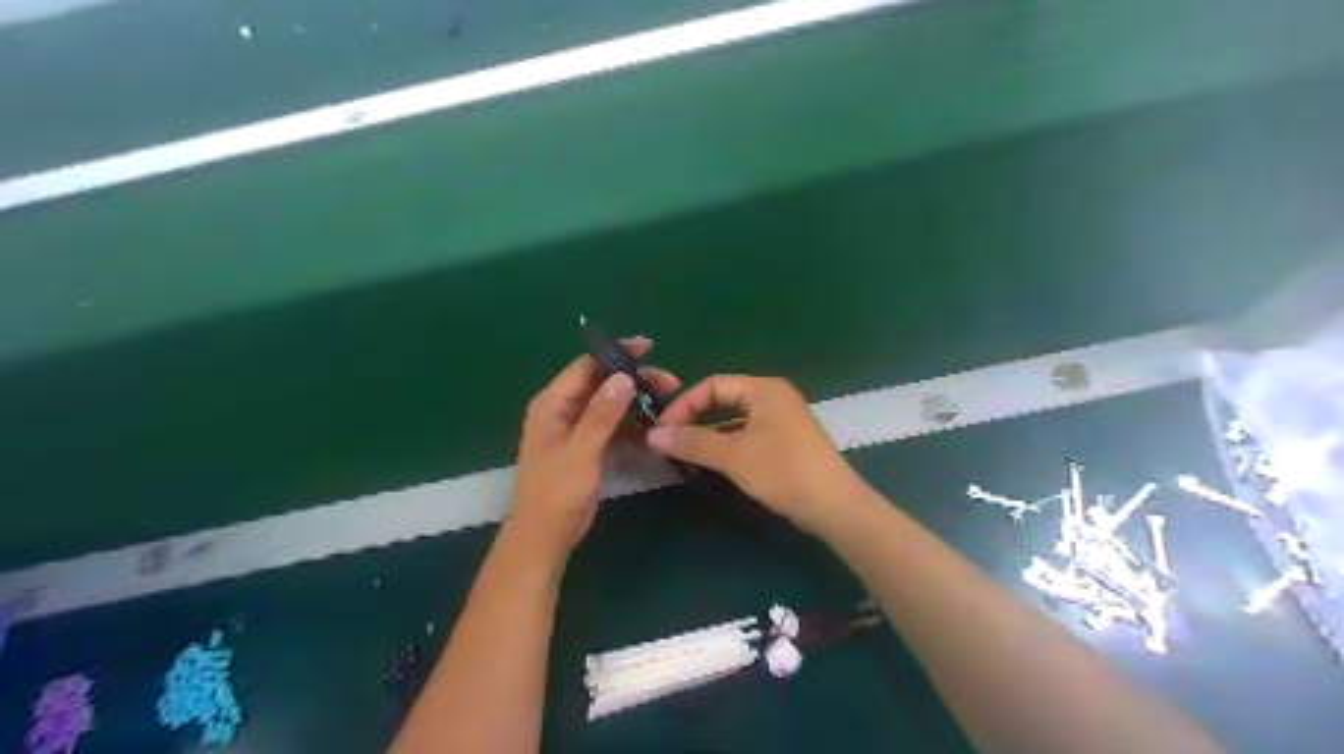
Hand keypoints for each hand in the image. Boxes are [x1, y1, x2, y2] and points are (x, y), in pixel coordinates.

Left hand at [512, 340, 684, 561]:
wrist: (546, 536)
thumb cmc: (556, 493)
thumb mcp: (580, 452)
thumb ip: (601, 415)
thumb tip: (624, 377)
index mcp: (553, 404)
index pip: (586, 366)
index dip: (617, 354)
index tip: (650, 348)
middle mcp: (564, 410)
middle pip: (602, 383)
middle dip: (635, 380)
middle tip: (670, 384)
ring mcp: (576, 429)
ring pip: (611, 405)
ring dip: (637, 402)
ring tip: (668, 404)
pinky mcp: (588, 447)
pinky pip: (613, 426)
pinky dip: (632, 424)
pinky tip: (655, 426)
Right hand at [648, 374, 870, 530]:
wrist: (834, 506)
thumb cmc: (783, 471)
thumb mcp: (733, 455)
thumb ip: (692, 442)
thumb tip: (653, 435)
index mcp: (764, 389)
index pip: (712, 385)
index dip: (684, 405)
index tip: (662, 430)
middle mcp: (773, 397)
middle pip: (723, 399)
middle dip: (695, 418)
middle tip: (670, 440)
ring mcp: (782, 420)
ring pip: (735, 419)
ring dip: (709, 434)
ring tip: (685, 453)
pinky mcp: (786, 441)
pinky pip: (747, 434)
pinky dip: (727, 444)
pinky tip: (713, 462)